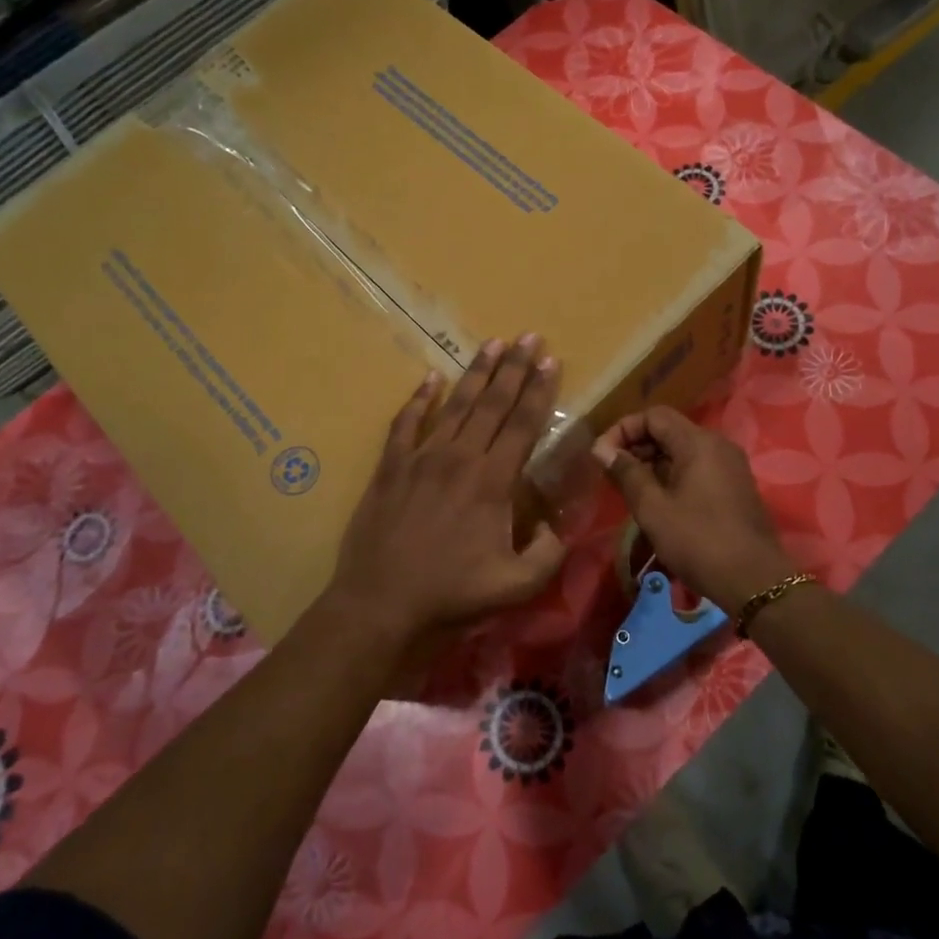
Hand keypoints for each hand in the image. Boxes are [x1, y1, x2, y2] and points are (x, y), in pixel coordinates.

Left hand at [327, 336, 568, 649]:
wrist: (381, 602)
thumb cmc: (451, 594)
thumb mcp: (517, 585)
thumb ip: (548, 553)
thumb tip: (557, 525)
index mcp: (493, 481)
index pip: (524, 424)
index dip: (540, 390)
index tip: (551, 360)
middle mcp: (460, 457)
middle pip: (492, 403)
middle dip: (514, 368)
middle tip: (528, 337)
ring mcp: (421, 457)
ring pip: (454, 404)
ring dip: (476, 373)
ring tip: (492, 344)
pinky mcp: (391, 466)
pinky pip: (406, 422)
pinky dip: (418, 398)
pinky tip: (429, 378)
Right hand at [593, 407, 797, 614]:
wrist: (755, 580)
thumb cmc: (698, 541)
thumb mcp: (653, 509)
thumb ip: (627, 474)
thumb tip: (602, 450)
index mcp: (698, 442)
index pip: (654, 416)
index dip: (623, 429)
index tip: (602, 456)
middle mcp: (718, 445)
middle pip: (670, 430)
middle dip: (637, 446)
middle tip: (612, 474)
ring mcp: (730, 466)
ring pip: (683, 451)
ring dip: (653, 463)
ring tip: (631, 490)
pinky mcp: (735, 486)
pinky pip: (698, 467)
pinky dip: (673, 475)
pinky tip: (659, 501)